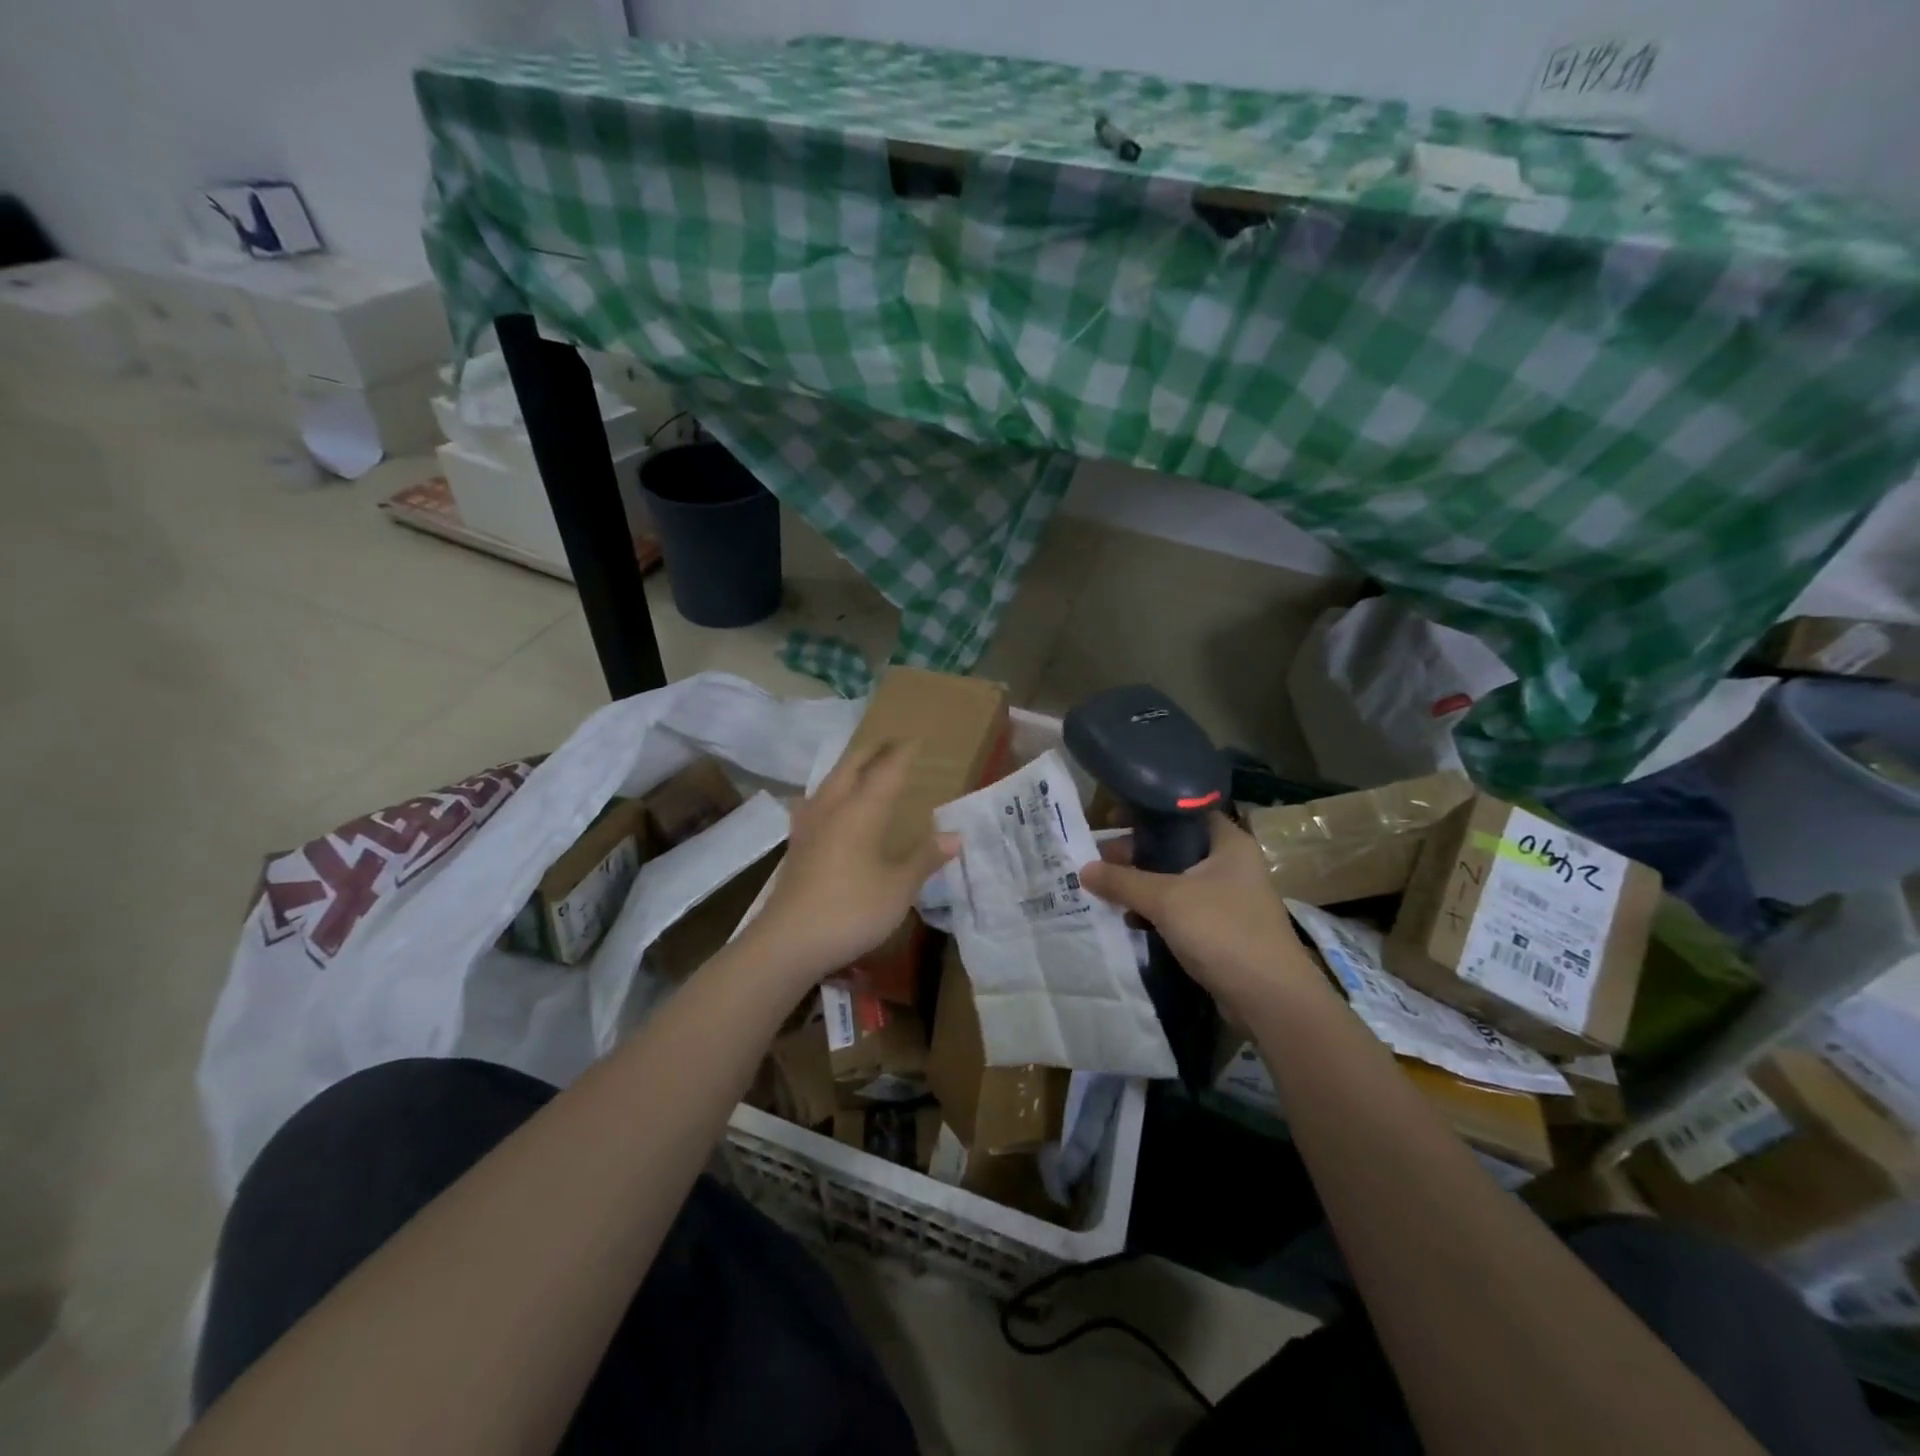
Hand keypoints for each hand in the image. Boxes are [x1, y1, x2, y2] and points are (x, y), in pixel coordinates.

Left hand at [746, 740, 957, 985]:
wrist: (789, 941)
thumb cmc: (852, 911)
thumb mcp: (899, 888)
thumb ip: (925, 858)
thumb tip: (955, 835)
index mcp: (862, 810)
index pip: (887, 770)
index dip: (903, 753)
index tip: (916, 739)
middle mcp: (833, 808)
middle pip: (851, 765)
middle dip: (872, 750)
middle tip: (891, 743)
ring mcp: (809, 825)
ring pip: (829, 781)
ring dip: (848, 767)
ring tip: (861, 766)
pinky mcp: (796, 844)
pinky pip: (814, 803)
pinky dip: (828, 793)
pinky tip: (824, 804)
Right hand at [1080, 814, 1319, 1015]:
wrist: (1270, 999)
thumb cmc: (1222, 931)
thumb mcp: (1166, 899)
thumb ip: (1122, 881)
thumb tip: (1082, 869)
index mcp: (1228, 842)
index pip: (1182, 812)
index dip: (1146, 813)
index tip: (1111, 819)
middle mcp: (1231, 863)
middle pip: (1175, 847)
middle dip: (1137, 854)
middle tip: (1102, 861)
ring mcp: (1228, 897)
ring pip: (1176, 880)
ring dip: (1144, 885)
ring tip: (1109, 891)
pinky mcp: (1222, 928)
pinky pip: (1182, 909)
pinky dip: (1158, 912)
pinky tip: (1132, 921)